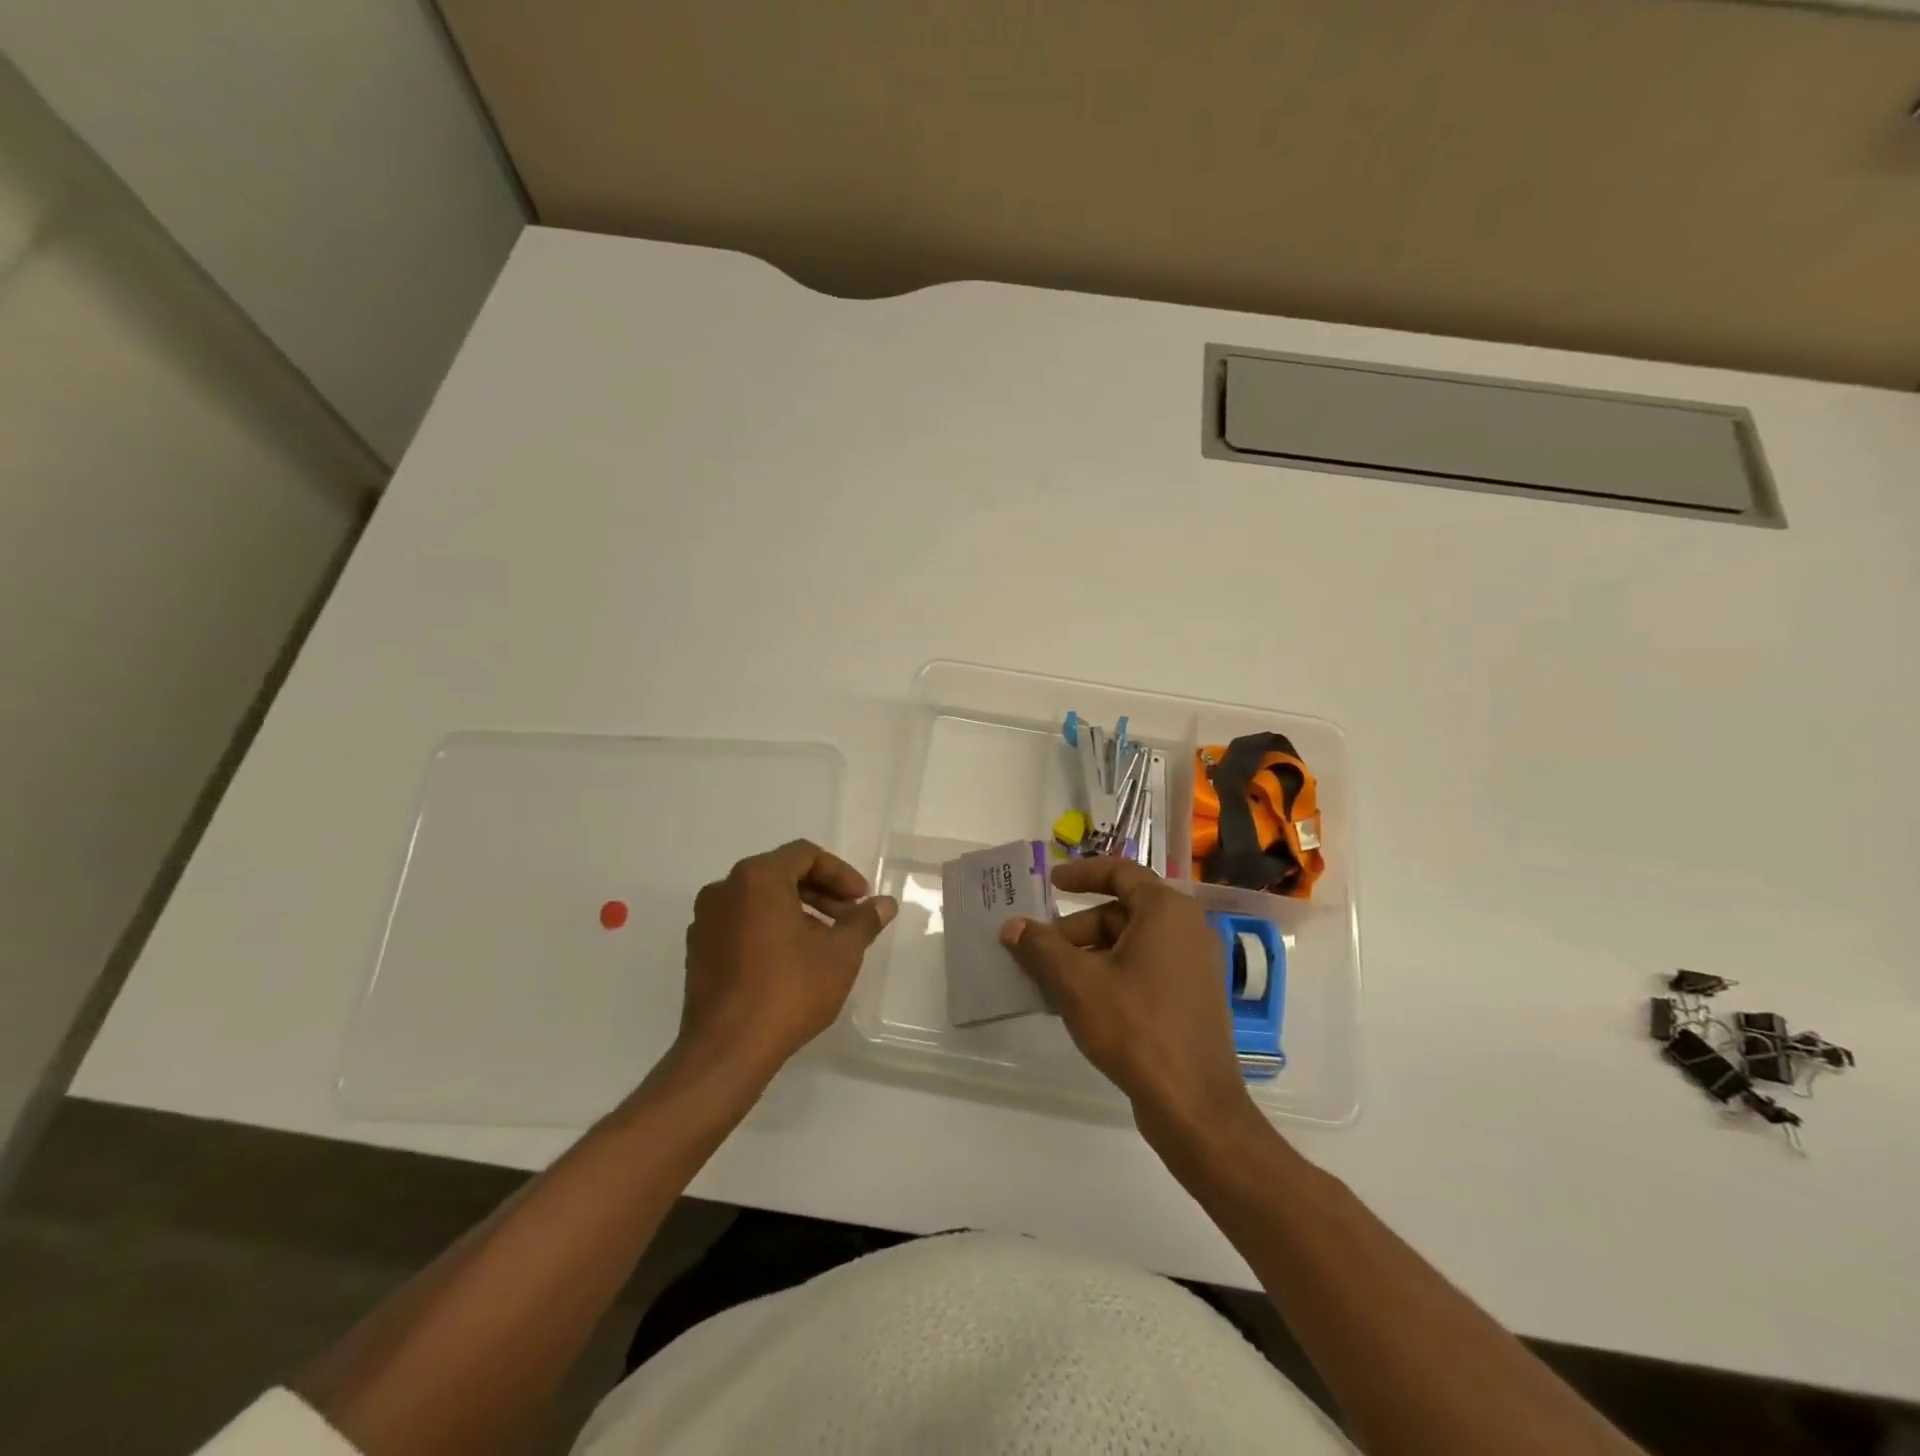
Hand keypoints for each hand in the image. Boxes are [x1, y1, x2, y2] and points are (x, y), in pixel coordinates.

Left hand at [678, 840, 895, 1086]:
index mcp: (757, 878)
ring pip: (760, 900)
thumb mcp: (840, 954)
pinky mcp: (698, 951)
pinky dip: (770, 929)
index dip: (840, 873)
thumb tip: (885, 904)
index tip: (861, 900)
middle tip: (849, 919)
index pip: (805, 855)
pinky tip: (793, 961)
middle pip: (781, 874)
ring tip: (825, 942)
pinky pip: (741, 923)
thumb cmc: (789, 991)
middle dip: (821, 892)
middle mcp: (724, 889)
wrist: (727, 1051)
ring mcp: (706, 921)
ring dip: (797, 911)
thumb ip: (864, 921)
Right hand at [1000, 857, 1256, 1147]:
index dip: (1081, 874)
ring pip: (1130, 944)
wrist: (1194, 1104)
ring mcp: (1194, 965)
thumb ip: (1041, 948)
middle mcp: (1187, 928)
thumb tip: (1012, 926)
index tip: (1050, 884)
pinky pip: (1145, 969)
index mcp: (1166, 911)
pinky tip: (1080, 1004)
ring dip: (1088, 956)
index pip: (1120, 871)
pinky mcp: (1193, 997)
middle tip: (1038, 951)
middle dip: (1075, 930)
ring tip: (1051, 982)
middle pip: (1120, 913)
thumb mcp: (1077, 983)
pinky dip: (1111, 975)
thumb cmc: (1135, 1027)